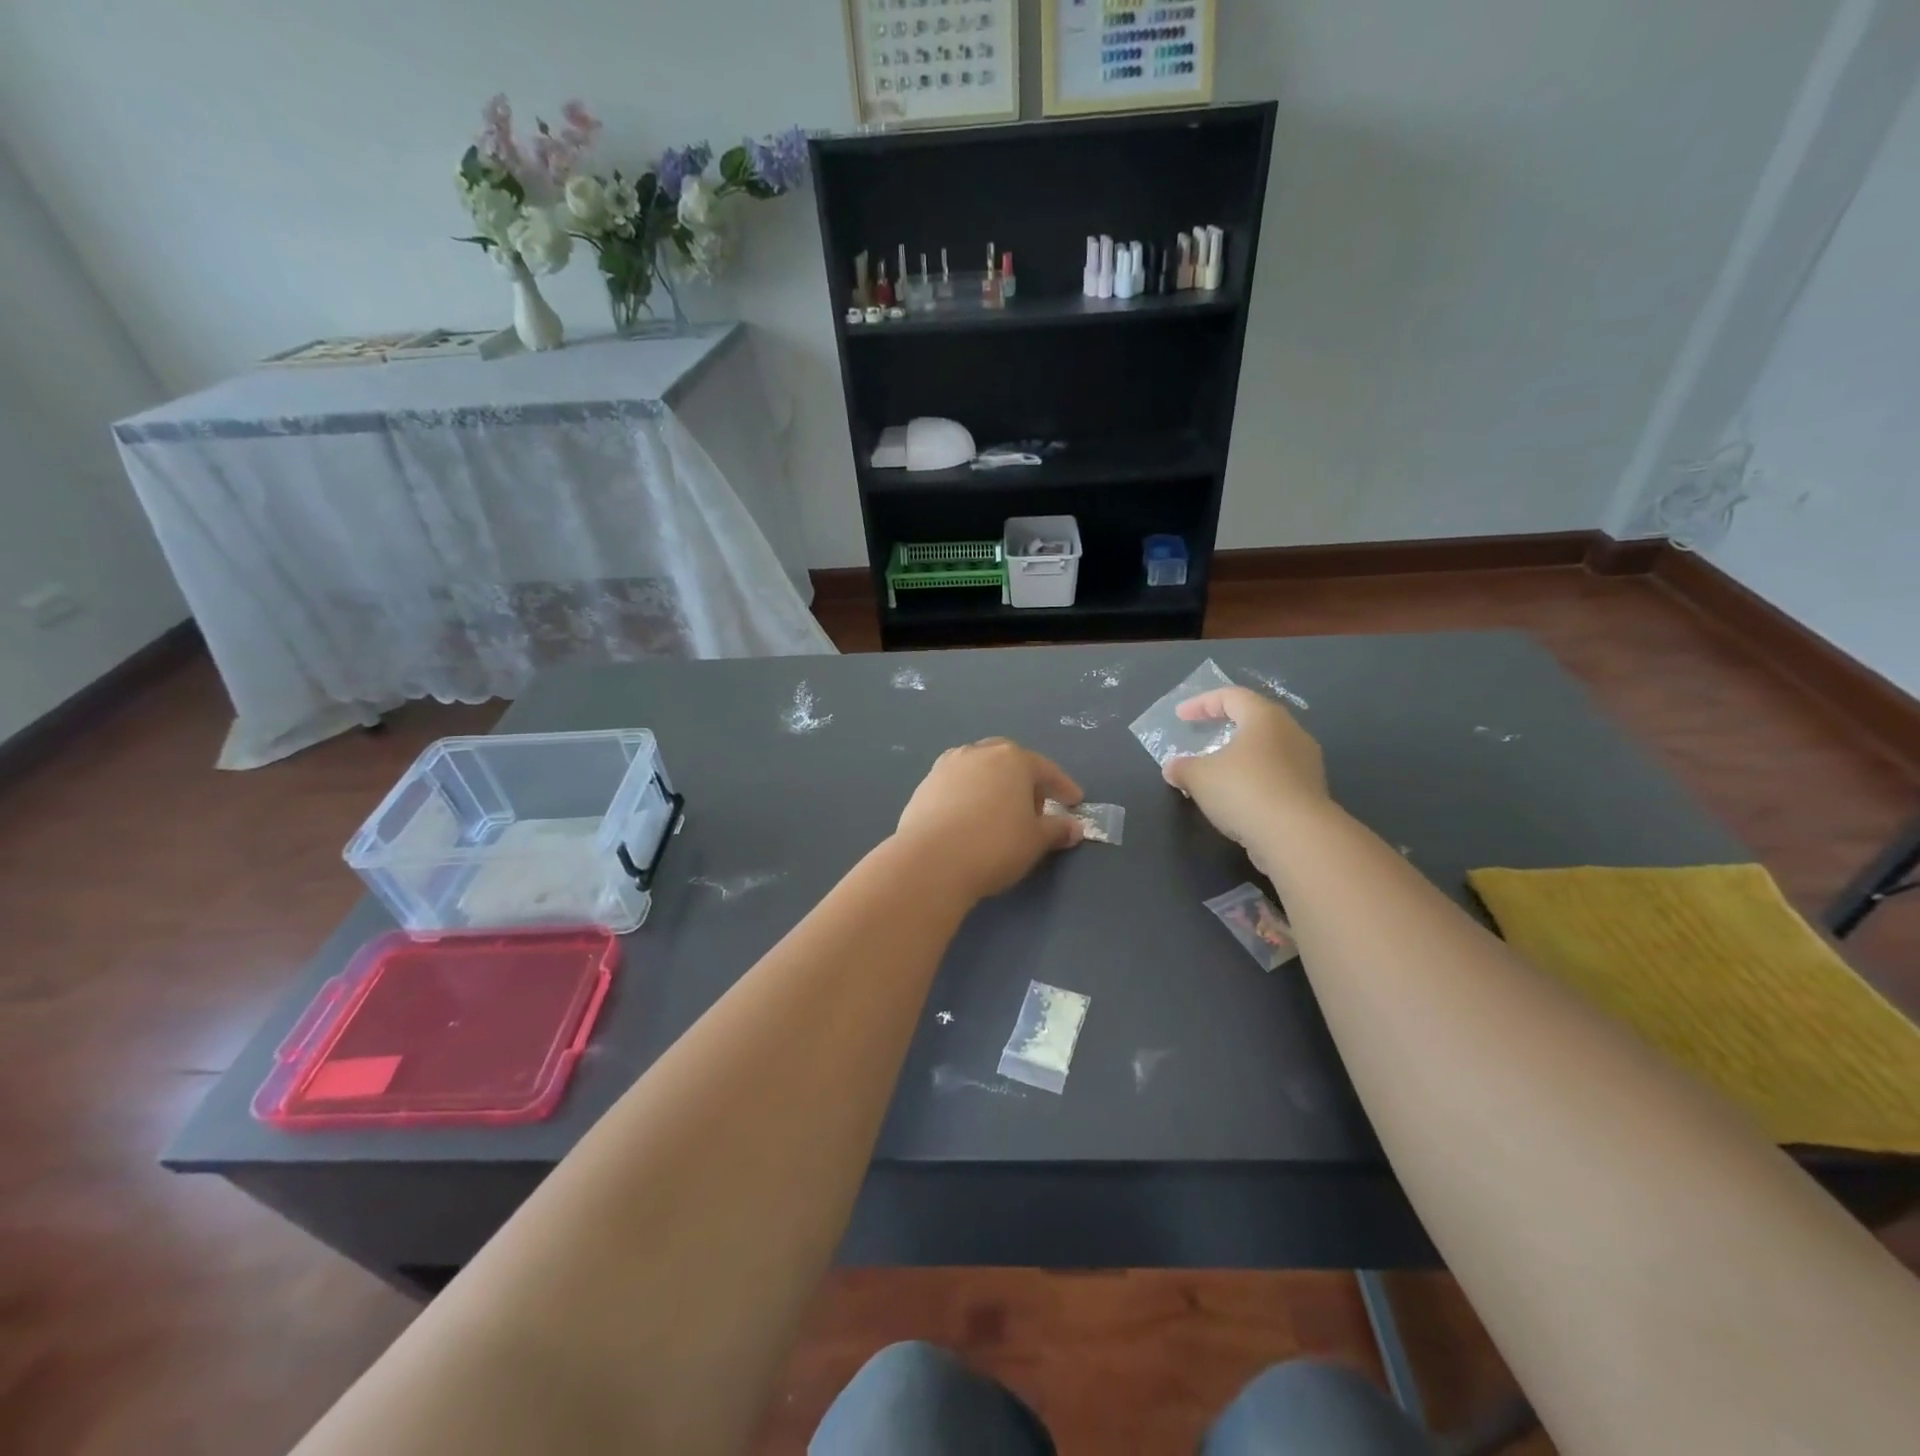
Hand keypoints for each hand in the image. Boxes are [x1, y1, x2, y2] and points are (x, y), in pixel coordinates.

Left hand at [894, 738, 1084, 901]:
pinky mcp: (924, 786)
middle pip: (1009, 762)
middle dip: (1024, 782)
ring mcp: (947, 767)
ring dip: (994, 786)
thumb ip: (1057, 829)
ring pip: (979, 771)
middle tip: (1035, 809)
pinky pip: (956, 786)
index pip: (1045, 769)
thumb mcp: (1036, 841)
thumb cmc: (995, 845)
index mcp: (1012, 759)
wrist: (931, 860)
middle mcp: (978, 753)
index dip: (1063, 787)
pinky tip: (971, 820)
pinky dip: (969, 797)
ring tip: (1001, 814)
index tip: (1075, 802)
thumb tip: (1074, 827)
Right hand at [1162, 688, 1328, 865]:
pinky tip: (1238, 798)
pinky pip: (1277, 775)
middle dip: (1226, 726)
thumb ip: (1182, 768)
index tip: (1180, 716)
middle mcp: (1291, 732)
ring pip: (1268, 749)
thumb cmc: (1244, 791)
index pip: (1231, 696)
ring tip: (1219, 771)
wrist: (1297, 836)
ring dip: (1242, 756)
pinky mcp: (1312, 791)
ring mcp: (1307, 763)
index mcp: (1264, 718)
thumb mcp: (1199, 777)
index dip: (1202, 703)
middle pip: (1255, 719)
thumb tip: (1173, 768)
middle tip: (1205, 735)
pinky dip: (1255, 780)